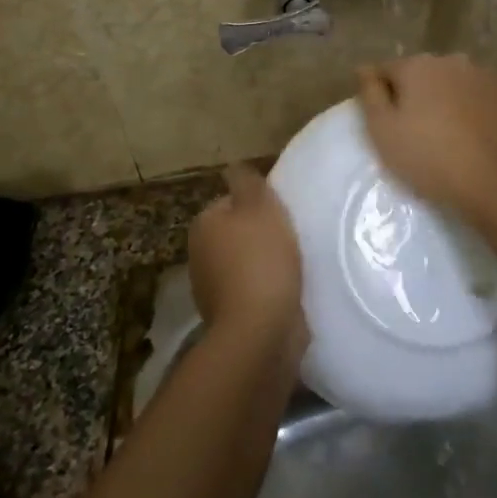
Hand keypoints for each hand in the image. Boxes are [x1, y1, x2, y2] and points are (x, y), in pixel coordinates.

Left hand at [187, 163, 306, 355]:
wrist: (260, 330)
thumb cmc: (261, 259)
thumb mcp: (259, 206)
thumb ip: (247, 181)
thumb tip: (233, 167)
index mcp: (203, 225)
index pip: (231, 203)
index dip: (257, 205)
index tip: (282, 213)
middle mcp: (200, 255)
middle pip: (237, 234)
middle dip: (260, 235)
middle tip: (293, 236)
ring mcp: (212, 289)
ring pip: (245, 264)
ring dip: (265, 264)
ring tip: (296, 264)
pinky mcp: (231, 317)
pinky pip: (253, 292)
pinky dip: (268, 290)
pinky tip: (290, 290)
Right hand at [356, 54, 496, 219]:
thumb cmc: (430, 159)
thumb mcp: (383, 131)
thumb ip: (370, 94)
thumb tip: (364, 69)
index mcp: (418, 66)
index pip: (387, 71)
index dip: (382, 96)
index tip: (386, 124)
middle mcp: (453, 61)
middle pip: (424, 75)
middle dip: (417, 96)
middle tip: (416, 133)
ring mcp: (486, 76)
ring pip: (455, 85)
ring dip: (447, 102)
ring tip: (448, 138)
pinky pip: (482, 99)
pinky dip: (475, 111)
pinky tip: (475, 138)